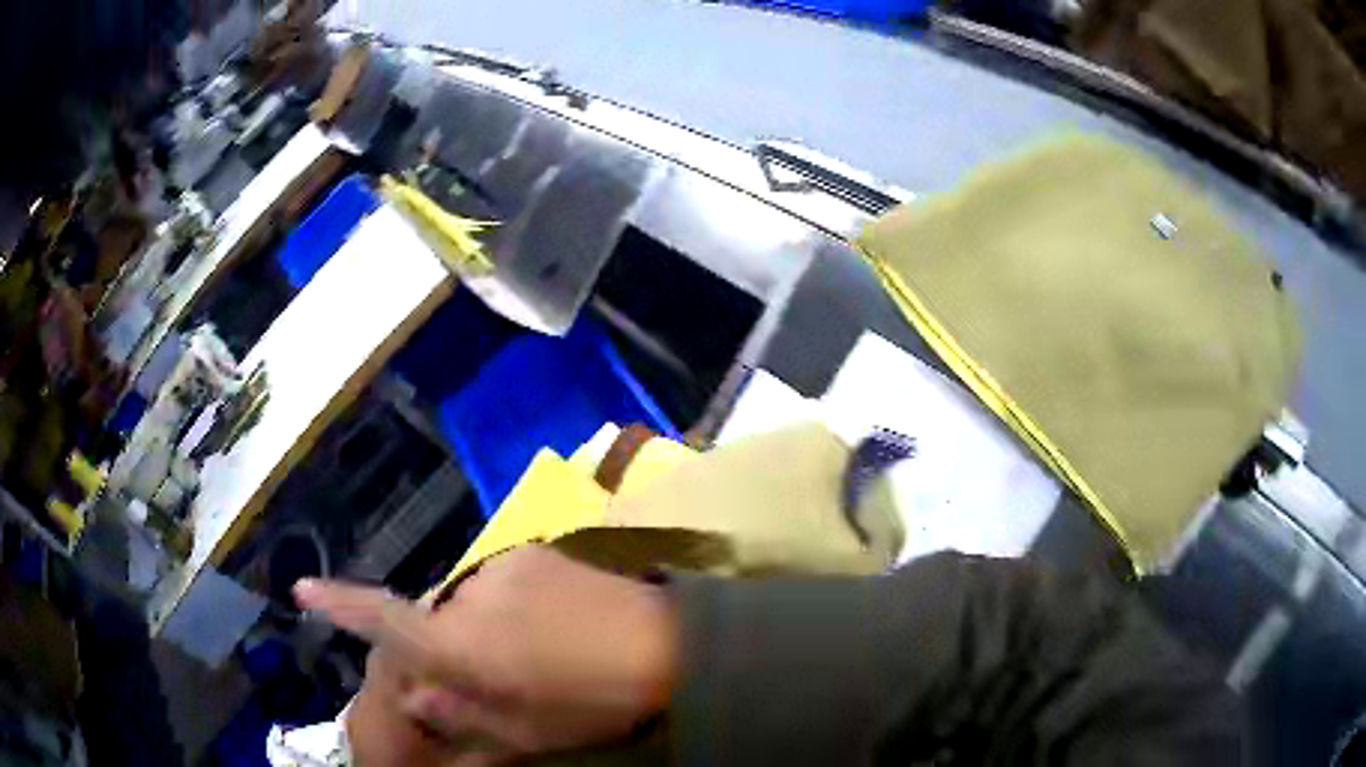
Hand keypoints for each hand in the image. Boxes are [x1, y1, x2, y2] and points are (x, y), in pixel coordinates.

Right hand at [295, 547, 678, 760]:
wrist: (668, 646)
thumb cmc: (593, 703)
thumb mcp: (526, 732)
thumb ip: (461, 715)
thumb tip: (416, 696)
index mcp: (463, 646)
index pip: (386, 620)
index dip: (340, 605)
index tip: (302, 589)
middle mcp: (469, 595)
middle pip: (433, 620)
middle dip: (447, 648)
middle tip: (497, 676)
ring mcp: (502, 566)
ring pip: (467, 602)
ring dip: (483, 629)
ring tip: (535, 653)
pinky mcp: (533, 550)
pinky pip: (498, 583)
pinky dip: (508, 607)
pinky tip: (550, 627)